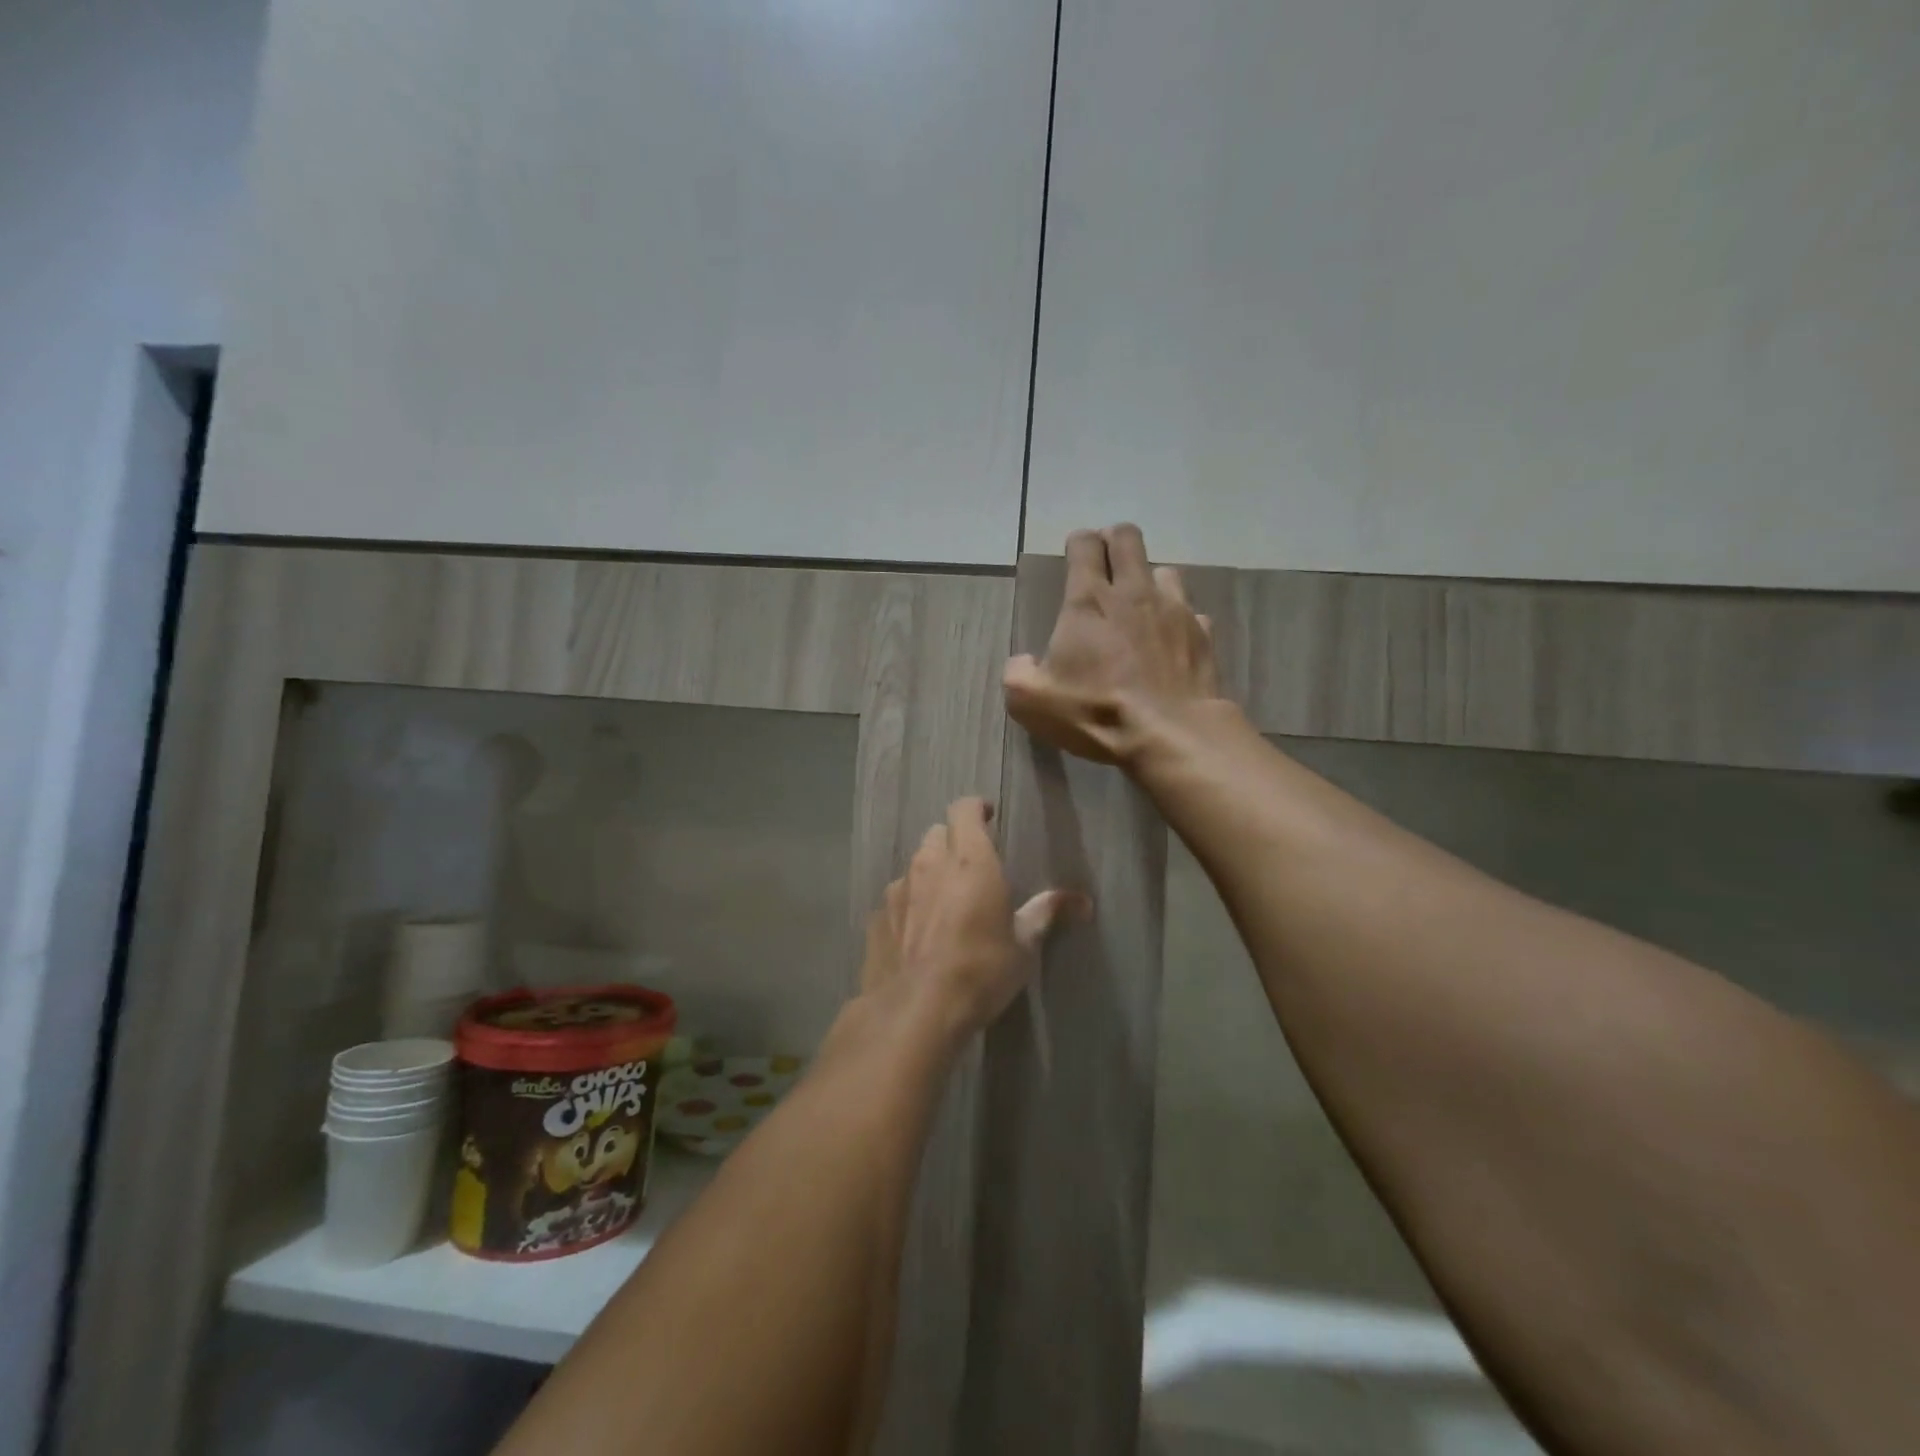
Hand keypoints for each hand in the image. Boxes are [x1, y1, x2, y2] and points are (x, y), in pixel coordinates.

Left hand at [862, 798, 1084, 1035]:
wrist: (915, 1011)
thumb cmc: (980, 971)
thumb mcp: (1023, 946)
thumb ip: (1046, 913)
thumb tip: (1083, 901)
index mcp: (970, 860)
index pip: (964, 810)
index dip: (975, 808)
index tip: (988, 816)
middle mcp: (929, 864)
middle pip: (938, 834)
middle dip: (954, 842)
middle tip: (971, 867)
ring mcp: (898, 890)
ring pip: (914, 866)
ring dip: (930, 875)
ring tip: (945, 905)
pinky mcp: (877, 917)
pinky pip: (896, 899)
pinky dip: (909, 906)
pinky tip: (918, 935)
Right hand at [1004, 524, 1218, 765]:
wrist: (1170, 734)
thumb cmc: (1096, 710)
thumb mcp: (1032, 701)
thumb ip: (1018, 673)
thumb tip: (1023, 662)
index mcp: (1089, 600)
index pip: (1085, 545)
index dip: (1078, 543)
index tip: (1074, 554)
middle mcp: (1133, 592)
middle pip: (1128, 539)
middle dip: (1114, 541)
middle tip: (1105, 564)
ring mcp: (1174, 610)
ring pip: (1164, 571)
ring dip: (1149, 581)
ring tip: (1140, 606)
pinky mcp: (1202, 634)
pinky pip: (1191, 613)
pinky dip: (1178, 620)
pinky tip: (1170, 642)